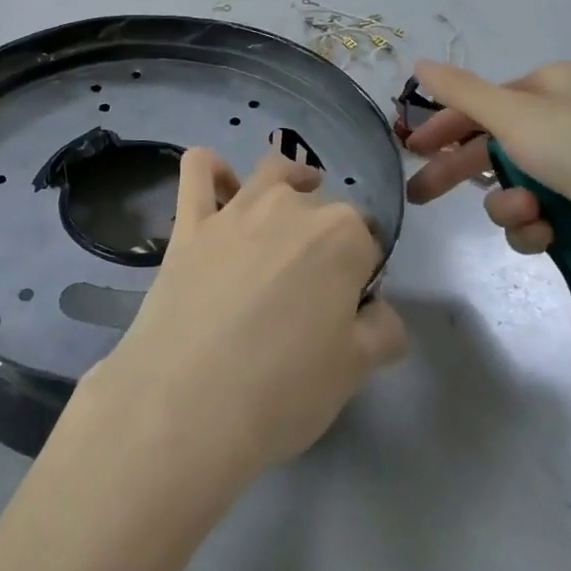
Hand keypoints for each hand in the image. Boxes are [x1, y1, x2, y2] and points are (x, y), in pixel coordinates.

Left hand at [85, 149, 406, 487]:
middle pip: (321, 207)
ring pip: (271, 173)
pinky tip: (222, 189)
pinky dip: (213, 170)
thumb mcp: (355, 371)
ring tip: (288, 211)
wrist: (189, 402)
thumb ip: (381, 330)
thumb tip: (377, 311)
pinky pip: (199, 168)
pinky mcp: (190, 220)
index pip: (367, 241)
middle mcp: (291, 206)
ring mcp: (236, 208)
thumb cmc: (283, 390)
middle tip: (312, 290)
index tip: (350, 307)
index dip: (362, 272)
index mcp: (341, 236)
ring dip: (286, 184)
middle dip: (325, 237)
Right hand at [402, 60, 570, 293]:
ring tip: (526, 214)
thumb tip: (418, 64)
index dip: (446, 124)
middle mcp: (567, 123)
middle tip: (420, 193)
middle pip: (492, 145)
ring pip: (511, 186)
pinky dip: (533, 227)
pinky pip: (537, 218)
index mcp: (555, 87)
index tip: (414, 147)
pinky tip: (545, 233)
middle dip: (458, 171)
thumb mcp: (511, 113)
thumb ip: (459, 91)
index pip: (485, 102)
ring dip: (507, 204)